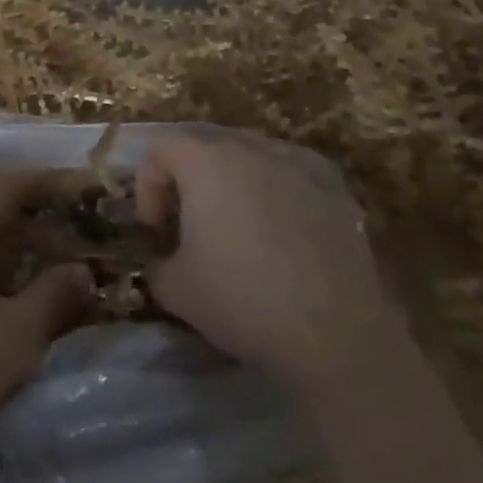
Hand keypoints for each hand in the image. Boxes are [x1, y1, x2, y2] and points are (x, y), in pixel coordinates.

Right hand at [135, 130, 391, 389]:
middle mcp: (250, 148)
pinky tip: (281, 222)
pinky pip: (293, 172)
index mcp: (205, 160)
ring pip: (250, 155)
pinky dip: (277, 187)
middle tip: (185, 222)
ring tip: (234, 222)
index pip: (160, 151)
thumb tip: (162, 261)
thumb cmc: (242, 300)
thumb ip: (155, 263)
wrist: (336, 337)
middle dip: (186, 178)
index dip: (147, 187)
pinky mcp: (336, 191)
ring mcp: (297, 165)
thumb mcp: (174, 288)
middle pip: (204, 145)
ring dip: (231, 180)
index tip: (154, 231)